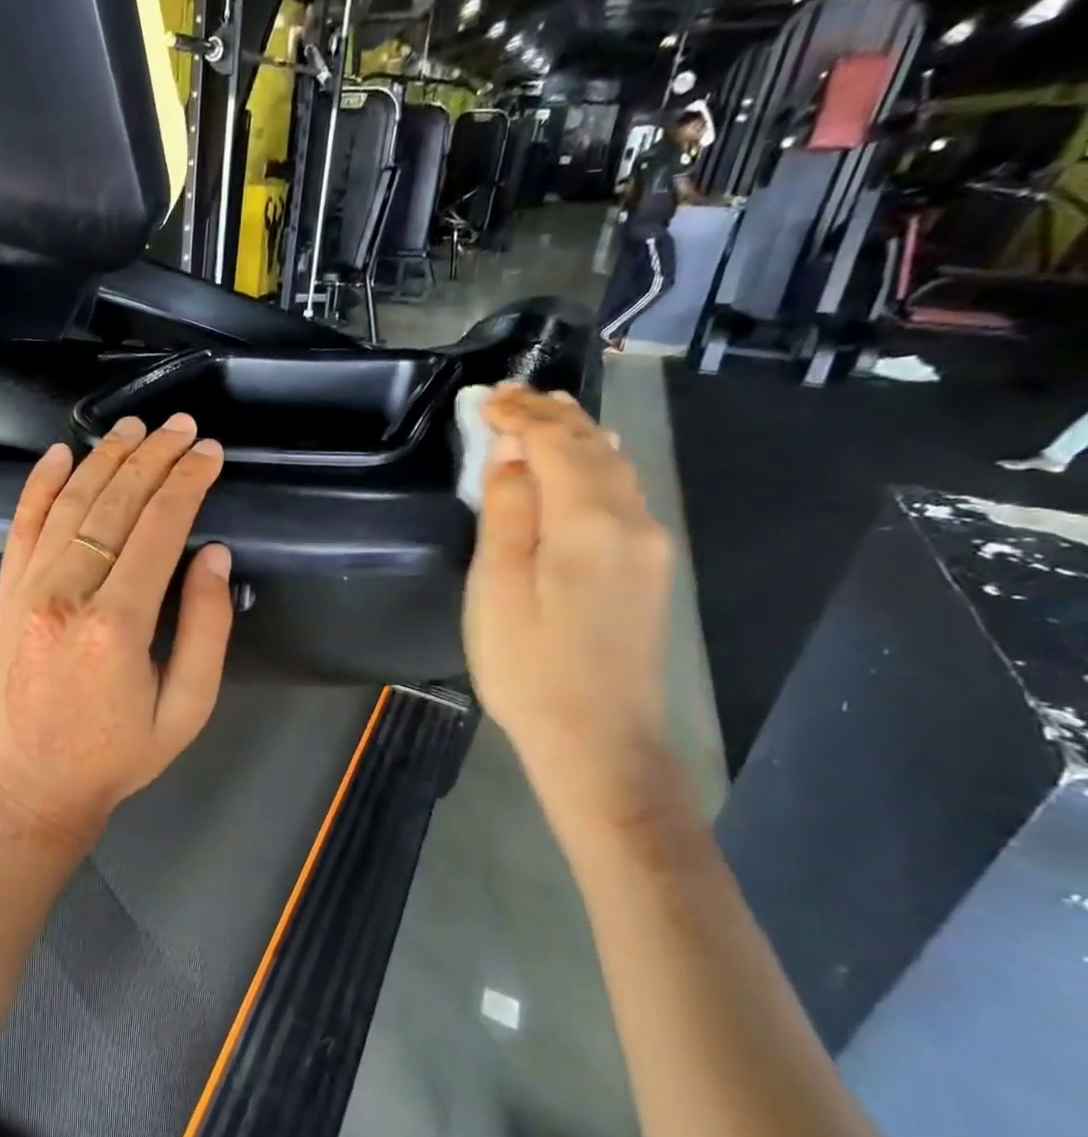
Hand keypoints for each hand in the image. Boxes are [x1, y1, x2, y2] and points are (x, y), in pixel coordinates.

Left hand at [0, 414, 234, 865]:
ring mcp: (28, 590)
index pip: (158, 528)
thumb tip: (212, 554)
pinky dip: (40, 485)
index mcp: (116, 625)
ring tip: (134, 427)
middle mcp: (66, 594)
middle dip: (153, 457)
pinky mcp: (6, 595)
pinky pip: (21, 526)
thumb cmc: (118, 756)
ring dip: (104, 459)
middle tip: (181, 426)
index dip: (187, 483)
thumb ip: (205, 628)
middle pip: (114, 504)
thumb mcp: (187, 708)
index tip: (210, 453)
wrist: (34, 786)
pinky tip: (59, 454)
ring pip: (70, 504)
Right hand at [463, 385, 675, 840]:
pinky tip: (578, 464)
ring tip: (540, 414)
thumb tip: (508, 457)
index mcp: (588, 524)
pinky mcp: (651, 568)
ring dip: (575, 434)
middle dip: (550, 414)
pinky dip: (593, 464)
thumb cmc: (529, 670)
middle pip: (593, 447)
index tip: (485, 397)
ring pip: (615, 467)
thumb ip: (505, 516)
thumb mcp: (496, 592)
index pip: (556, 444)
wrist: (600, 742)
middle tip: (509, 394)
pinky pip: (623, 493)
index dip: (520, 415)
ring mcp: (650, 545)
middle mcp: (632, 522)